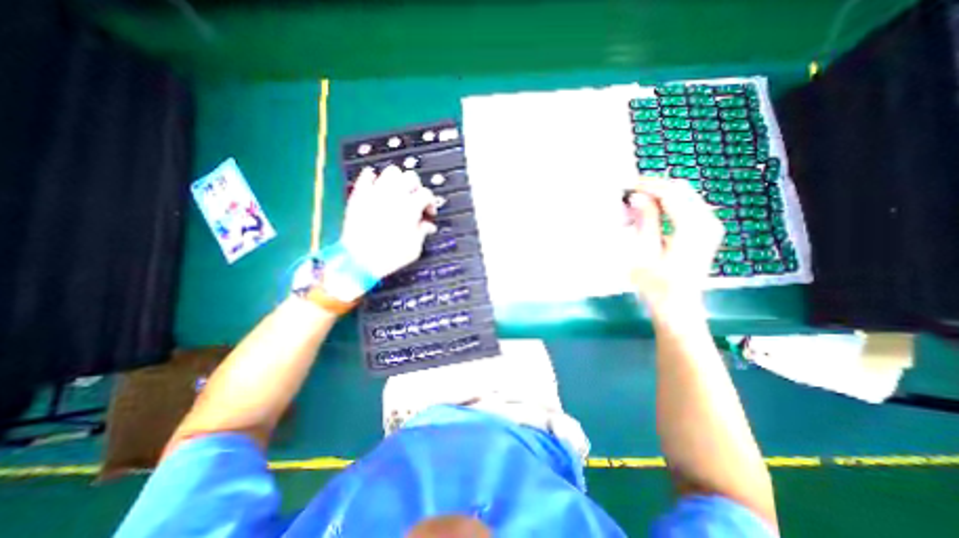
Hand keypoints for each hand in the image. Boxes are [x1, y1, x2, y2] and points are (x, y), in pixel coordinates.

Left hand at [341, 165, 436, 279]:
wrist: (359, 260)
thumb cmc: (389, 256)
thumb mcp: (414, 248)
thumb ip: (423, 232)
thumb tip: (428, 226)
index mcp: (410, 207)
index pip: (426, 194)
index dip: (430, 203)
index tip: (429, 213)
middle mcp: (394, 196)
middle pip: (411, 177)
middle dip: (416, 187)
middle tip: (415, 200)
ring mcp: (375, 193)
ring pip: (391, 171)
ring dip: (398, 180)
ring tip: (398, 192)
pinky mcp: (360, 195)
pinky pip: (366, 176)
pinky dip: (373, 178)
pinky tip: (377, 186)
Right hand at [627, 178, 721, 312]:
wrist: (678, 306)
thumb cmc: (657, 285)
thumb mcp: (645, 254)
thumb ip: (645, 222)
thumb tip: (637, 197)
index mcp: (694, 227)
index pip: (671, 192)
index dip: (647, 185)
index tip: (625, 186)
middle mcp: (708, 221)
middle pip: (680, 190)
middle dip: (653, 188)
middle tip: (627, 194)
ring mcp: (710, 225)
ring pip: (683, 196)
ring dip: (658, 196)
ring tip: (634, 204)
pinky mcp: (706, 230)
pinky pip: (685, 207)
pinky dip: (666, 205)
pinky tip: (649, 213)